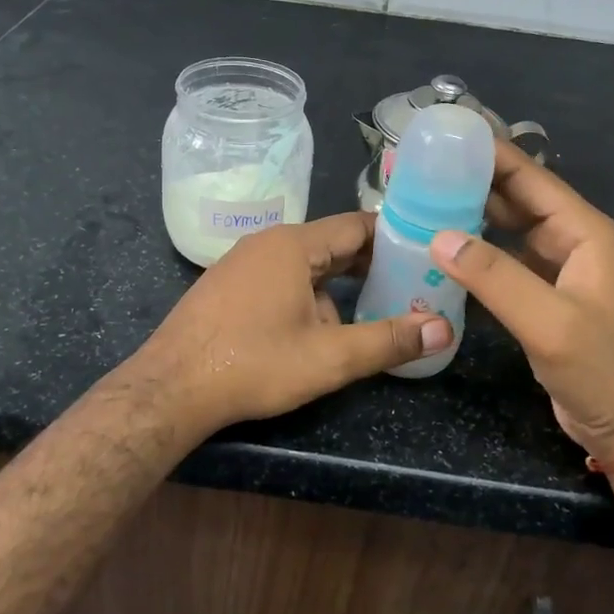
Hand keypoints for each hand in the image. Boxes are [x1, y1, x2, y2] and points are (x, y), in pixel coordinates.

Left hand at [130, 213, 452, 438]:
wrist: (171, 387)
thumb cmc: (254, 364)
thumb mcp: (329, 358)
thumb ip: (388, 341)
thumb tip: (443, 329)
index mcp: (294, 245)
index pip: (357, 226)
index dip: (395, 237)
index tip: (425, 252)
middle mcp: (267, 242)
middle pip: (331, 243)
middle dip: (370, 265)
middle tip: (409, 284)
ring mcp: (242, 262)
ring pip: (305, 265)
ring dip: (336, 286)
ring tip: (369, 312)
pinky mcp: (227, 285)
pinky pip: (279, 278)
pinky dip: (306, 293)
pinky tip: (314, 328)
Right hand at [430, 143, 613, 467]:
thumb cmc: (603, 369)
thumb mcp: (549, 321)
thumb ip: (495, 277)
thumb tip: (438, 236)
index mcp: (582, 231)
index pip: (530, 177)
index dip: (490, 153)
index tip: (444, 136)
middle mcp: (569, 241)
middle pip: (515, 197)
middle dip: (472, 180)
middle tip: (419, 168)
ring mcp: (555, 270)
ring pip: (506, 229)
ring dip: (470, 214)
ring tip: (421, 200)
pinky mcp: (541, 296)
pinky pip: (502, 261)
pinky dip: (474, 252)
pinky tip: (441, 250)